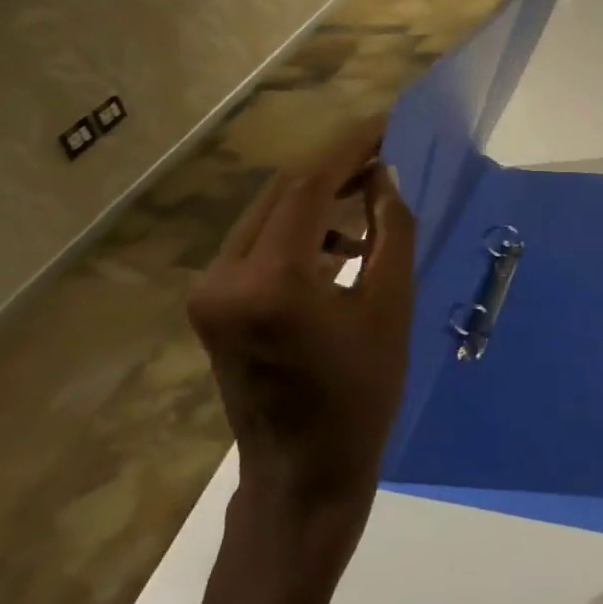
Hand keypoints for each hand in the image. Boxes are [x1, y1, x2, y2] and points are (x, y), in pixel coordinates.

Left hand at [190, 120, 415, 541]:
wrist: (302, 479)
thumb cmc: (360, 399)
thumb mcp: (391, 309)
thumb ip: (391, 231)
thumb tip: (385, 177)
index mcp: (270, 281)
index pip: (308, 186)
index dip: (350, 149)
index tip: (386, 125)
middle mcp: (225, 276)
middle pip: (282, 194)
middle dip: (335, 168)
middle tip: (383, 155)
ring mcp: (211, 292)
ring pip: (269, 216)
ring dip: (319, 199)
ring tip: (371, 199)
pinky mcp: (213, 305)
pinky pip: (260, 245)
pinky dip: (301, 232)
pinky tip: (343, 244)